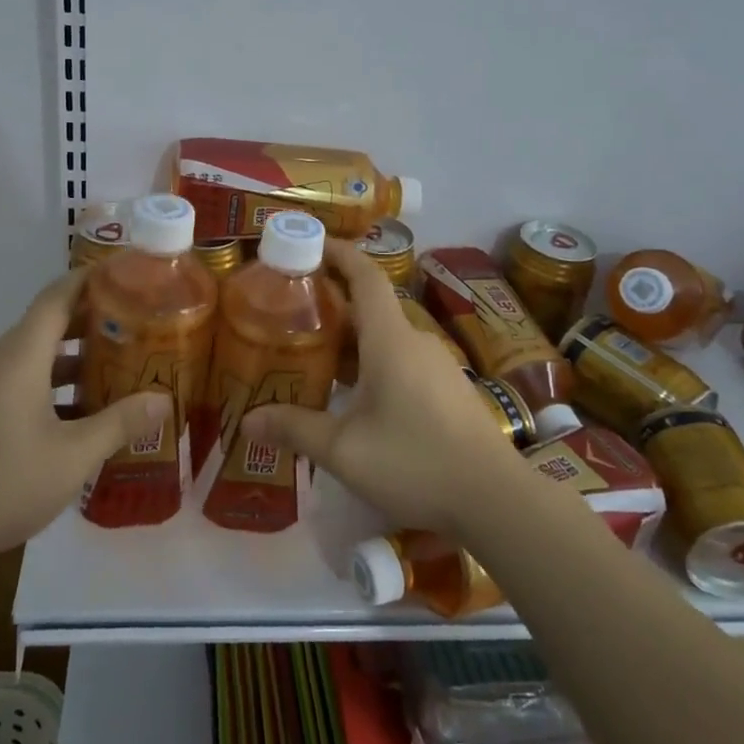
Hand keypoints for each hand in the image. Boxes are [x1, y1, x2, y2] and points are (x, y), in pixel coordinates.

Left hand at [0, 269, 169, 570]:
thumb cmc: (1, 484)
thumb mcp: (72, 458)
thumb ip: (120, 424)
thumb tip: (164, 400)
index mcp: (19, 356)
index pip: (57, 297)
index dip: (90, 280)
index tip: (125, 274)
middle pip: (47, 325)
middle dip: (91, 324)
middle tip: (136, 327)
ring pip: (31, 358)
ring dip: (71, 361)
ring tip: (114, 371)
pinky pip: (15, 382)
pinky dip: (48, 385)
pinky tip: (75, 417)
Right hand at [242, 240, 520, 536]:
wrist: (496, 499)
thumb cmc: (416, 462)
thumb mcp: (345, 451)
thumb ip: (295, 430)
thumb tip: (247, 422)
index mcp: (390, 339)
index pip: (365, 276)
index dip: (339, 253)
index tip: (309, 244)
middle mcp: (414, 341)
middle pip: (370, 306)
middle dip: (331, 303)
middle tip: (290, 312)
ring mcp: (436, 365)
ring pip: (385, 336)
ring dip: (350, 338)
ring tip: (313, 355)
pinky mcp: (447, 389)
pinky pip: (401, 359)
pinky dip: (371, 361)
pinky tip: (354, 394)